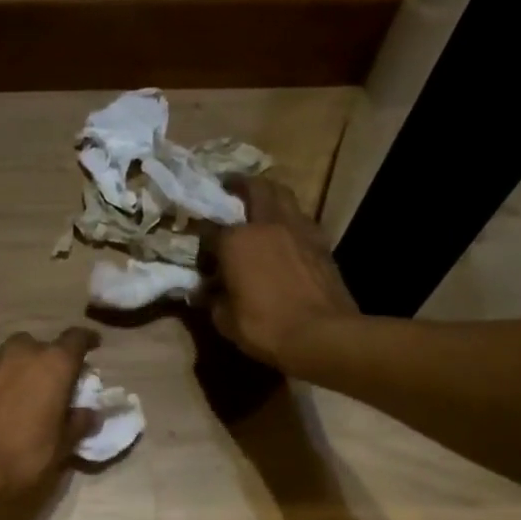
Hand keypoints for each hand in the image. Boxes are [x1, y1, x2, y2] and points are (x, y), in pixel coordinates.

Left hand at [0, 328, 98, 498]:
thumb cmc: (26, 454)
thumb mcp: (62, 445)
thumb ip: (79, 423)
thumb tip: (89, 413)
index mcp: (54, 363)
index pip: (76, 338)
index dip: (87, 340)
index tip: (93, 345)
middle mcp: (24, 351)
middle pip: (43, 346)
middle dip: (50, 360)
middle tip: (55, 383)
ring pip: (16, 355)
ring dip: (25, 368)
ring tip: (28, 393)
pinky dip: (4, 379)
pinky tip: (4, 403)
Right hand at [207, 177, 361, 371]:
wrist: (323, 335)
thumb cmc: (265, 327)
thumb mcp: (225, 320)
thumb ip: (213, 298)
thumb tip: (208, 291)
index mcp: (236, 240)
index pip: (211, 228)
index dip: (201, 235)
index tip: (197, 243)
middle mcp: (267, 224)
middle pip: (255, 189)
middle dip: (240, 184)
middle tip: (230, 185)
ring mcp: (299, 230)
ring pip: (283, 195)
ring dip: (270, 193)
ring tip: (260, 201)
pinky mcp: (322, 242)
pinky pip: (301, 218)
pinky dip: (290, 217)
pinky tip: (285, 230)